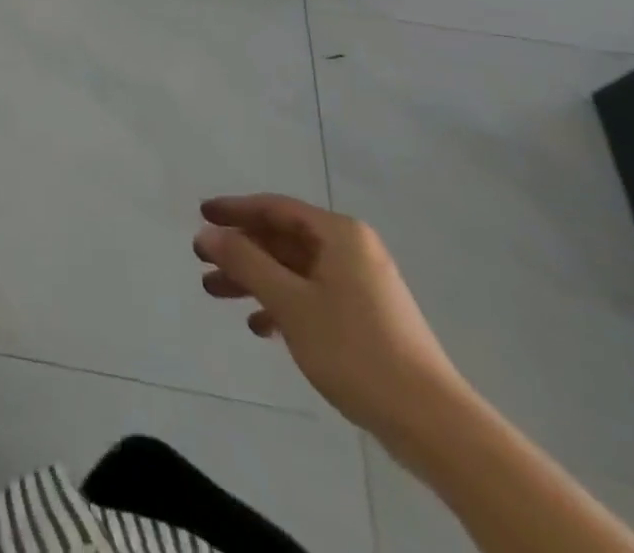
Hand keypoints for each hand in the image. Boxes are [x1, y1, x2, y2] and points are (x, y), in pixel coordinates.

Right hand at [193, 194, 465, 440]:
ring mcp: (361, 286)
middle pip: (282, 239)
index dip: (234, 210)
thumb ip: (245, 262)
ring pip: (294, 270)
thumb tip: (206, 233)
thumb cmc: (355, 349)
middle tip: (203, 261)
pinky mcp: (366, 319)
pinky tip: (260, 327)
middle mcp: (352, 250)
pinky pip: (312, 296)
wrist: (433, 424)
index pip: (275, 208)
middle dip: (241, 250)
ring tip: (216, 293)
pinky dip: (282, 304)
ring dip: (255, 279)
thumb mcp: (290, 302)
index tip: (201, 214)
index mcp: (339, 234)